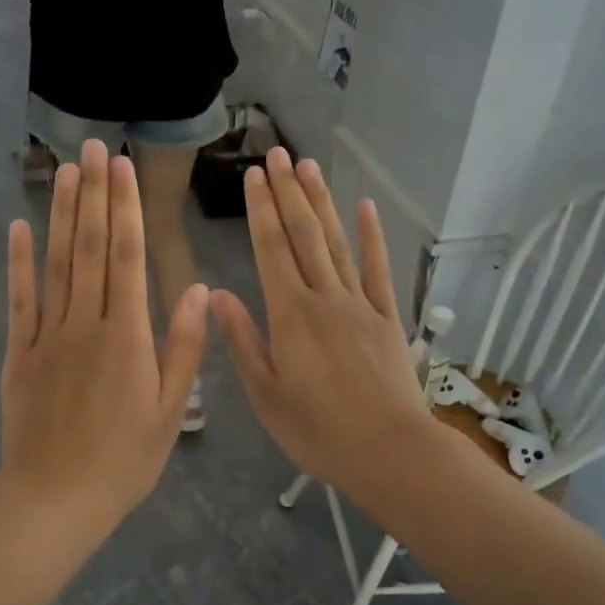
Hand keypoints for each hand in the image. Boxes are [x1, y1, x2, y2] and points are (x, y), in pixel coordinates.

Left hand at [0, 140, 207, 534]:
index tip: (122, 168)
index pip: (126, 257)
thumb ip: (184, 347)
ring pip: (56, 264)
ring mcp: (47, 336)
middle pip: (90, 248)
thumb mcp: (170, 410)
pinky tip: (19, 227)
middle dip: (93, 195)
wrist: (56, 498)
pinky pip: (19, 300)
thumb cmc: (124, 460)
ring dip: (60, 215)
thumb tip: (197, 289)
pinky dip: (18, 262)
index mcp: (128, 336)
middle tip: (93, 148)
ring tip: (64, 171)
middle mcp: (86, 323)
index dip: (124, 209)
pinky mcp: (18, 353)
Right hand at [211, 149, 435, 504]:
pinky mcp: (387, 317)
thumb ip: (241, 340)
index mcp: (290, 315)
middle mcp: (325, 297)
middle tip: (277, 154)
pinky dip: (372, 236)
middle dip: (288, 193)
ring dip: (321, 203)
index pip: (271, 249)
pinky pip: (378, 269)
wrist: (388, 450)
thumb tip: (216, 294)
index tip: (252, 176)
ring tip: (308, 167)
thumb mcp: (265, 393)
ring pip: (337, 243)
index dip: (260, 209)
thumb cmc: (317, 430)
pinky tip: (365, 208)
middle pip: (303, 235)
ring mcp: (360, 304)